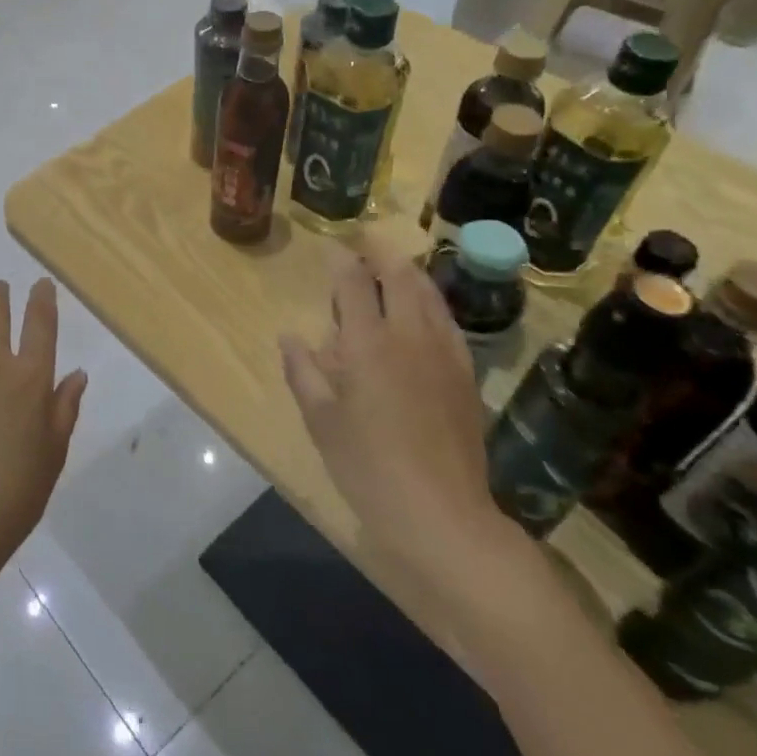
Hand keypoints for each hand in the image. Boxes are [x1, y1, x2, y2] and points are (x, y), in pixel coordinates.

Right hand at [279, 236, 510, 605]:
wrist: (441, 515)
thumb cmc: (367, 467)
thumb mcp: (320, 420)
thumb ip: (303, 371)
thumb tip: (290, 336)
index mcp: (368, 344)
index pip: (355, 283)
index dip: (342, 260)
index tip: (333, 248)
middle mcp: (410, 336)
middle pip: (401, 276)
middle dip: (383, 252)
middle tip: (367, 240)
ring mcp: (445, 354)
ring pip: (431, 294)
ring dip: (411, 273)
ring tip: (395, 266)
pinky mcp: (466, 375)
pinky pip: (448, 322)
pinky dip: (431, 303)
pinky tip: (424, 313)